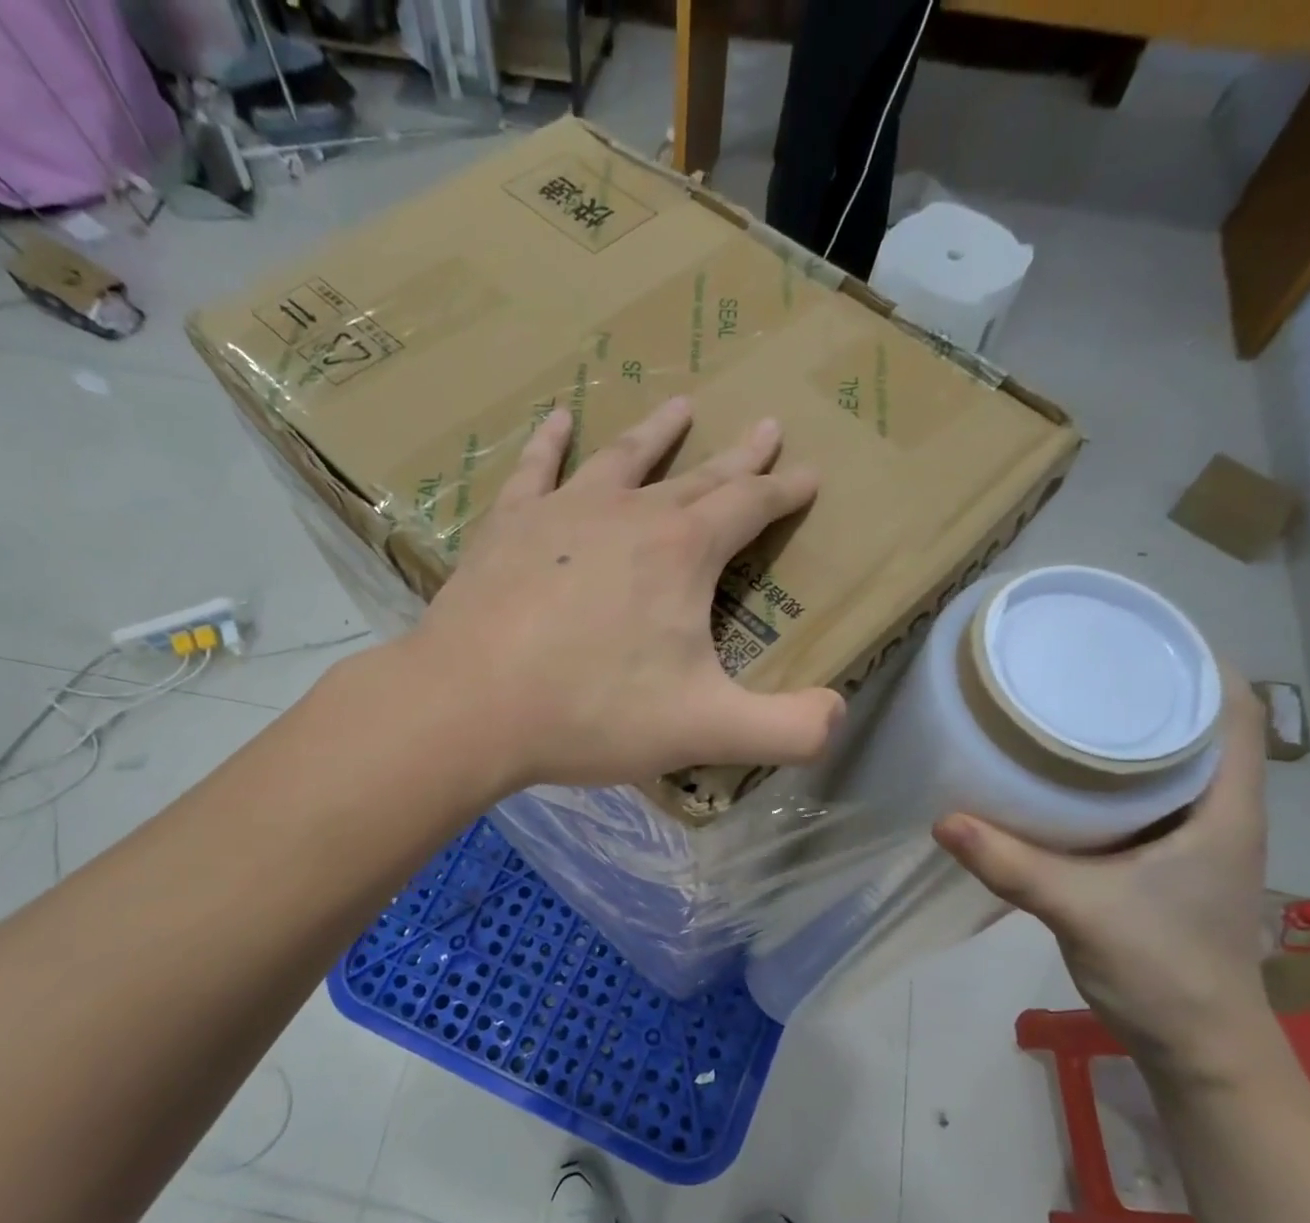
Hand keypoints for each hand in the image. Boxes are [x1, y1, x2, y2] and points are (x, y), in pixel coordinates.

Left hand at [412, 397, 845, 790]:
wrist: (470, 705)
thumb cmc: (592, 713)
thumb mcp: (705, 731)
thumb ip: (787, 729)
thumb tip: (839, 716)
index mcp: (683, 552)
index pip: (750, 507)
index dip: (784, 491)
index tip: (808, 476)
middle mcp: (630, 514)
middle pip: (698, 476)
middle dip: (739, 456)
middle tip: (765, 426)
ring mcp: (563, 512)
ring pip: (623, 458)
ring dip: (657, 433)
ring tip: (681, 404)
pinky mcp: (508, 526)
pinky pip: (535, 469)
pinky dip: (550, 442)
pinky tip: (557, 419)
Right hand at [934, 678, 1279, 1082]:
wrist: (1200, 1049)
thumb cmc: (1166, 972)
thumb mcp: (1082, 911)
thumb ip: (1012, 865)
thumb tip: (942, 819)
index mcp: (1225, 807)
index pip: (1230, 710)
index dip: (1197, 662)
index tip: (1135, 636)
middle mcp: (1217, 812)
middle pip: (1193, 726)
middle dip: (1144, 689)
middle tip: (1078, 662)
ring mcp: (1191, 839)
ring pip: (1165, 763)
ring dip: (1125, 732)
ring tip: (1064, 702)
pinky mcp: (1163, 862)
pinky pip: (1139, 799)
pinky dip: (1107, 776)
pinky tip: (1060, 773)